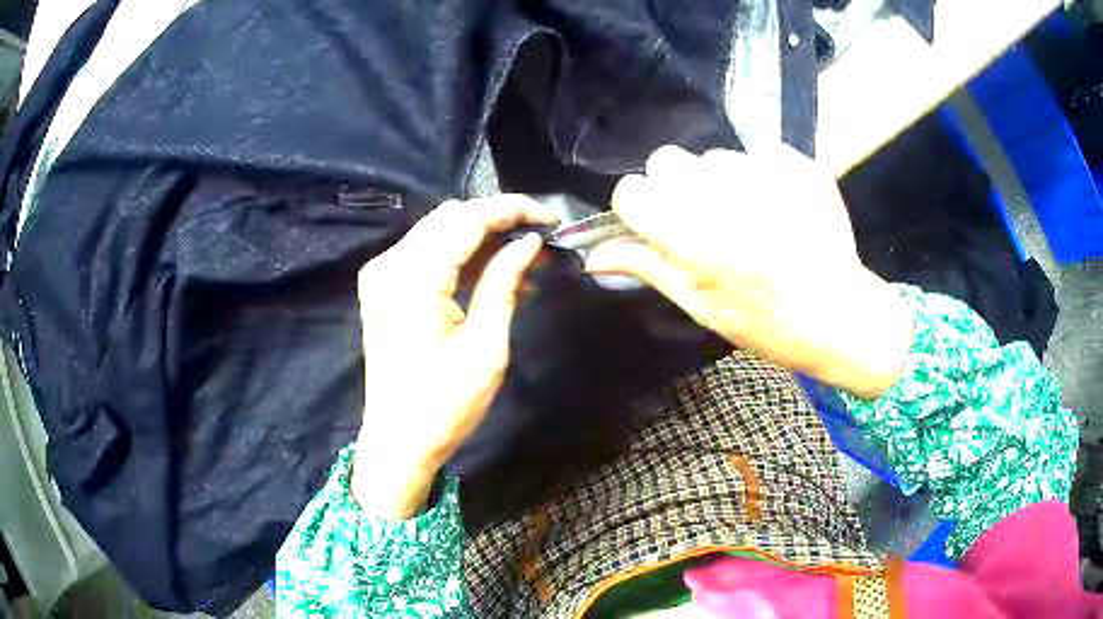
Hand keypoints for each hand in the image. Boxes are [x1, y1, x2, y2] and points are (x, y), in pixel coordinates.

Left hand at [352, 195, 553, 516]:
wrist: (398, 442)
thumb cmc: (444, 406)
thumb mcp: (485, 348)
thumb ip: (504, 284)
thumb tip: (529, 242)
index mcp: (413, 279)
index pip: (467, 219)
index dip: (512, 210)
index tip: (551, 219)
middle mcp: (390, 265)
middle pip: (451, 218)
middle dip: (498, 221)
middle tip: (540, 243)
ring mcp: (382, 276)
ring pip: (439, 232)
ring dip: (481, 240)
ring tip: (525, 265)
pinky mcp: (383, 289)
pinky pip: (427, 255)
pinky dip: (461, 258)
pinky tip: (494, 277)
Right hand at [585, 145, 912, 398]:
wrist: (839, 315)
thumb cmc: (766, 324)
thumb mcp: (700, 307)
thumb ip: (648, 268)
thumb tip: (594, 255)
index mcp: (693, 238)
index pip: (631, 190)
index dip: (638, 209)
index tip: (655, 227)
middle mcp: (723, 196)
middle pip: (667, 160)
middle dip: (674, 187)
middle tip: (703, 221)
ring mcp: (764, 174)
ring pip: (713, 157)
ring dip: (719, 182)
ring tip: (749, 218)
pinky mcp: (796, 164)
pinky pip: (756, 155)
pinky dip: (760, 177)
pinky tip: (779, 209)